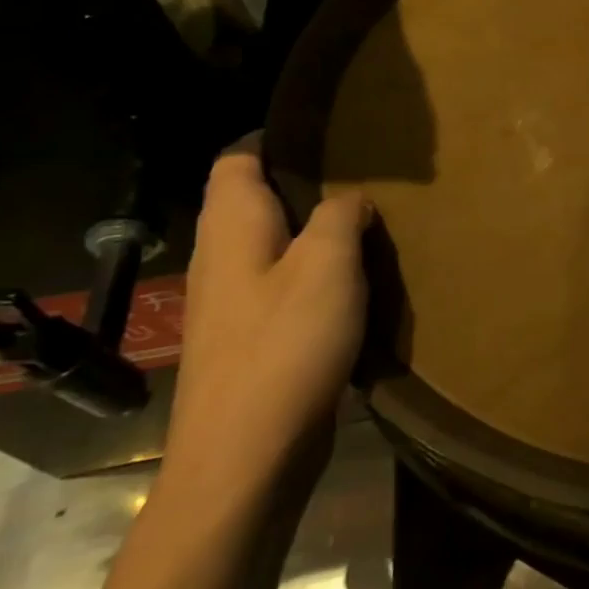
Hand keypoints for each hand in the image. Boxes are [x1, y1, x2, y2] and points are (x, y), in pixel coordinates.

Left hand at [164, 137, 370, 495]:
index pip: (237, 159)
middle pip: (254, 200)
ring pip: (272, 245)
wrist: (245, 457)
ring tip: (367, 221)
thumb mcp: (328, 265)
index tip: (329, 131)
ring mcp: (231, 303)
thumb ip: (340, 215)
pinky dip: (315, 274)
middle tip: (363, 174)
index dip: (275, 137)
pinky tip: (353, 282)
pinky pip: (282, 286)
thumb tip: (350, 197)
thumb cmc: (285, 346)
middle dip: (304, 183)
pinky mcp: (249, 340)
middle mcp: (221, 257)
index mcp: (232, 227)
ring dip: (314, 231)